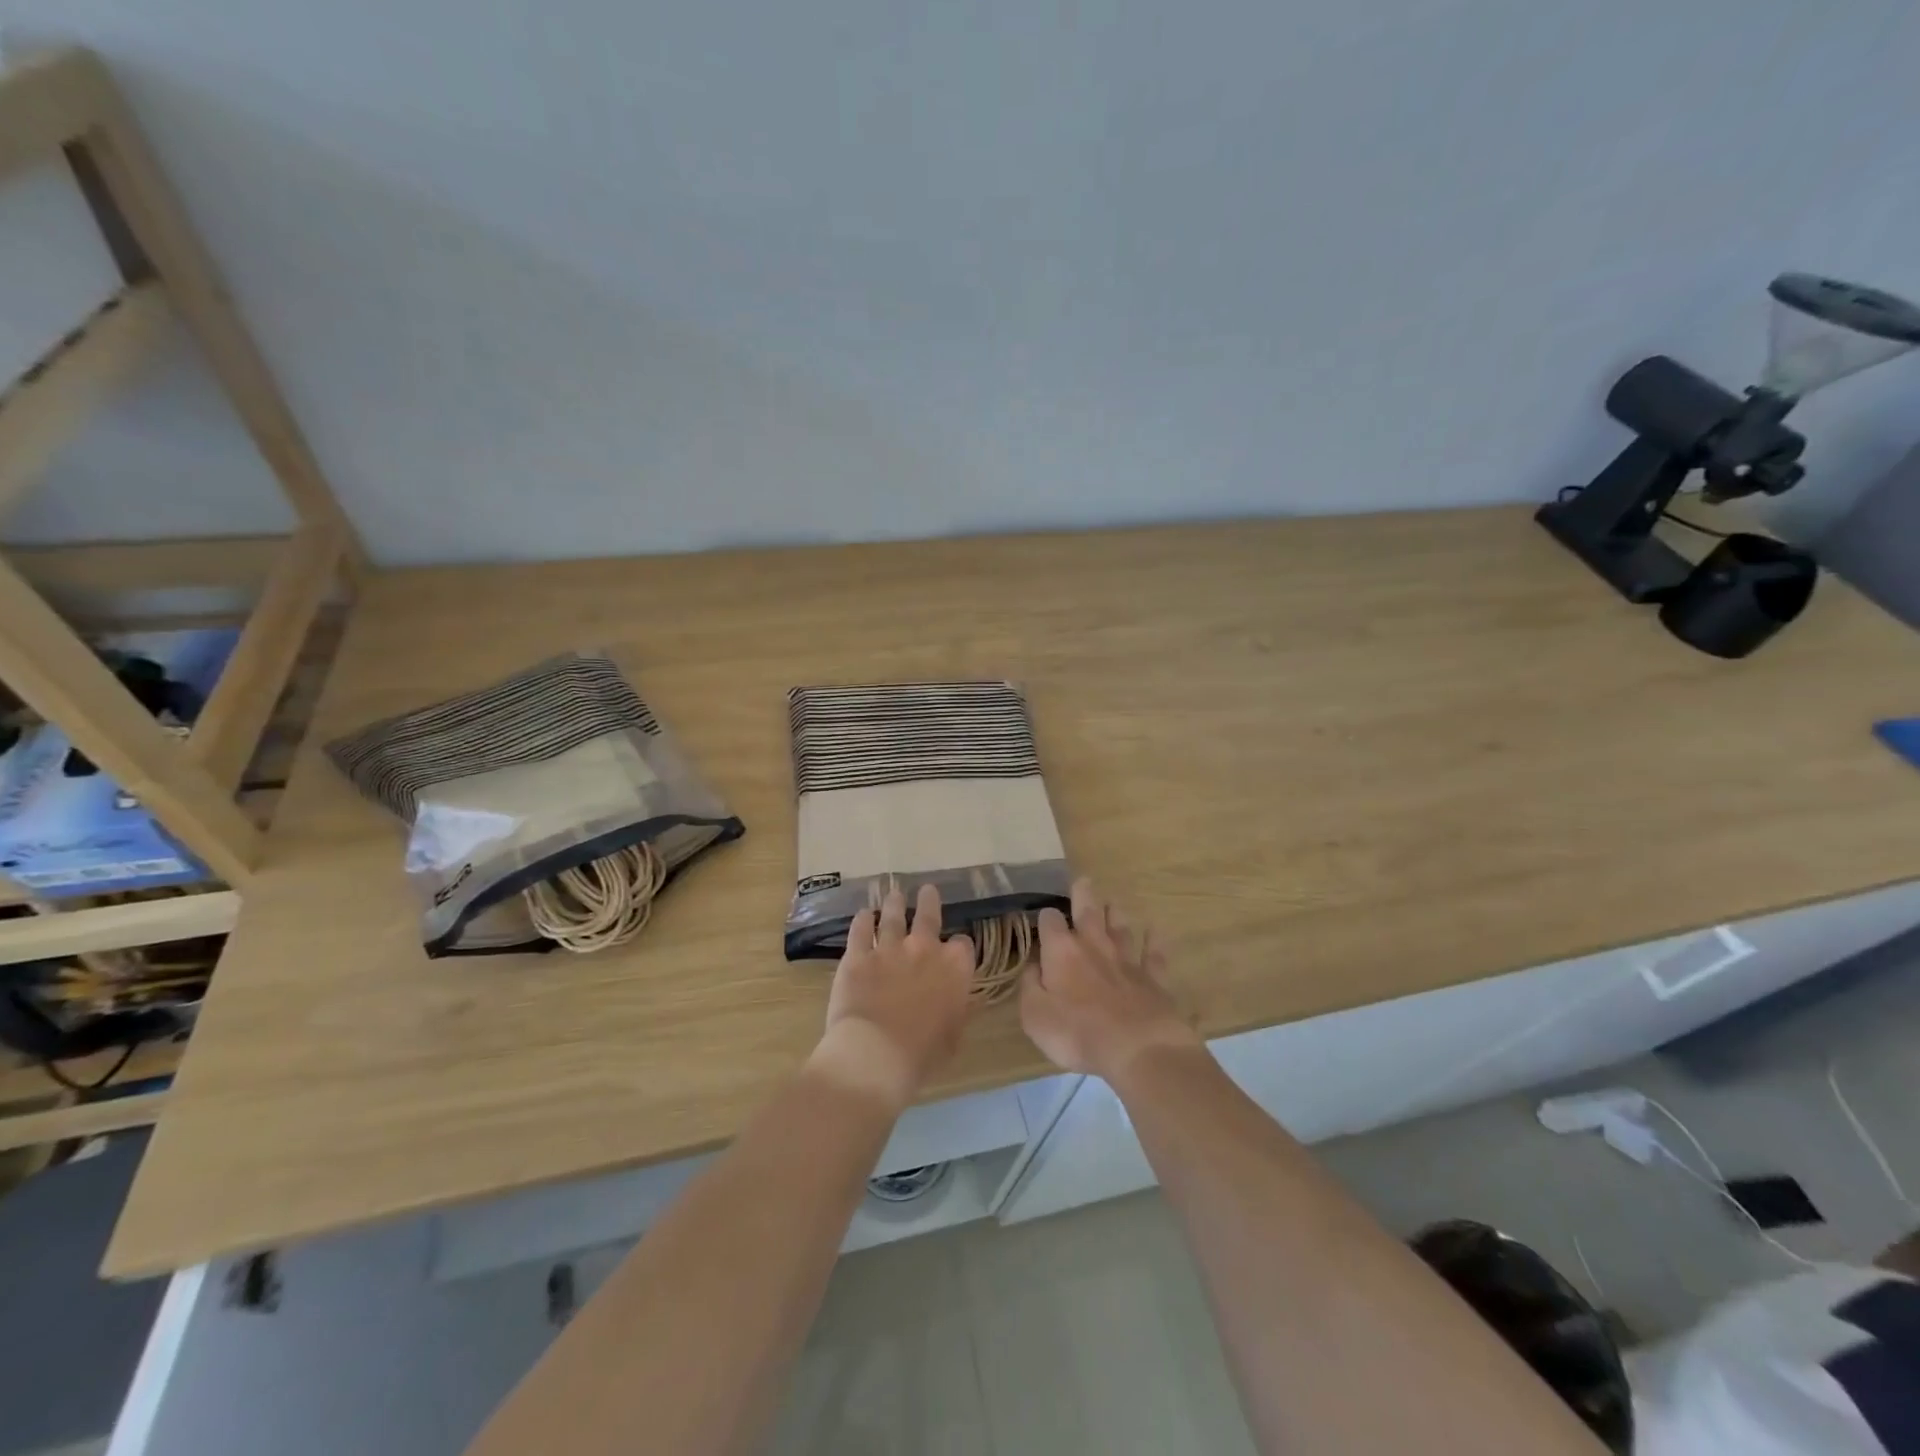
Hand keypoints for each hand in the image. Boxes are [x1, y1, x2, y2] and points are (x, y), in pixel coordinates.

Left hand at [809, 884, 975, 1111]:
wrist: (876, 1055)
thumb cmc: (923, 1055)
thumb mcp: (954, 1036)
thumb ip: (958, 1010)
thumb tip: (963, 999)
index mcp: (954, 968)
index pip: (963, 945)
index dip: (959, 947)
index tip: (955, 950)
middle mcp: (924, 949)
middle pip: (928, 916)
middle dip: (929, 901)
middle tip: (927, 889)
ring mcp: (889, 948)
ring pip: (892, 916)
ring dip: (894, 903)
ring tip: (893, 894)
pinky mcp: (857, 956)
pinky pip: (860, 931)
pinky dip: (862, 920)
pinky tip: (862, 914)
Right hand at [1021, 878, 1201, 1081]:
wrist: (1137, 1048)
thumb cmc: (1077, 1033)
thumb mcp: (1035, 1015)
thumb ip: (1029, 986)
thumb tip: (1031, 966)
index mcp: (1062, 952)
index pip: (1050, 922)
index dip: (1045, 918)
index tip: (1043, 920)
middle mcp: (1094, 946)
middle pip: (1088, 912)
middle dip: (1083, 895)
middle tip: (1083, 881)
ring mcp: (1127, 960)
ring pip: (1121, 928)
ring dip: (1115, 914)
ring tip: (1112, 903)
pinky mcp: (1153, 978)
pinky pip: (1154, 954)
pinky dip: (1154, 941)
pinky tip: (1155, 930)